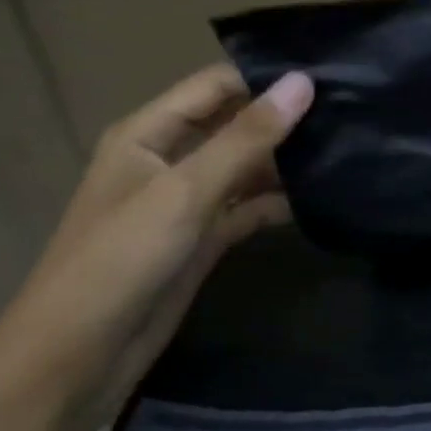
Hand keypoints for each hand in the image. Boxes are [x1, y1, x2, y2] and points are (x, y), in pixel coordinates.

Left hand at [0, 65, 314, 415]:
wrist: (80, 355)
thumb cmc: (121, 259)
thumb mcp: (185, 191)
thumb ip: (247, 138)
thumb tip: (302, 83)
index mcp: (149, 133)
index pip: (216, 86)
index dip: (266, 77)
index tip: (329, 75)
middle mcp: (169, 158)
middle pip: (235, 124)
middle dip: (284, 118)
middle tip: (350, 110)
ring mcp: (188, 200)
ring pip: (246, 167)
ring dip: (288, 160)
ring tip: (348, 146)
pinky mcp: (204, 237)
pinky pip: (249, 206)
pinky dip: (280, 201)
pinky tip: (324, 195)